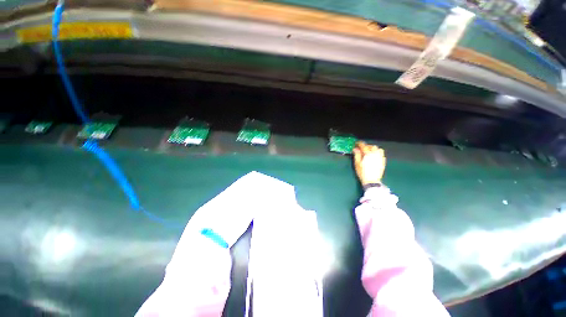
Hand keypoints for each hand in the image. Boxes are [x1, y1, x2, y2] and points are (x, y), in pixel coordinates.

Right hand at [353, 141, 385, 185]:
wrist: (372, 180)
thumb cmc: (362, 172)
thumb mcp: (357, 164)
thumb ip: (357, 155)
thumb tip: (355, 149)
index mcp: (368, 154)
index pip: (364, 146)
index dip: (360, 144)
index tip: (357, 143)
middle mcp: (375, 154)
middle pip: (372, 146)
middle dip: (367, 146)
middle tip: (362, 149)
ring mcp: (380, 158)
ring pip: (378, 149)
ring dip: (373, 149)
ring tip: (369, 152)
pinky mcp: (383, 162)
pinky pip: (381, 154)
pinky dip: (377, 153)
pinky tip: (374, 156)